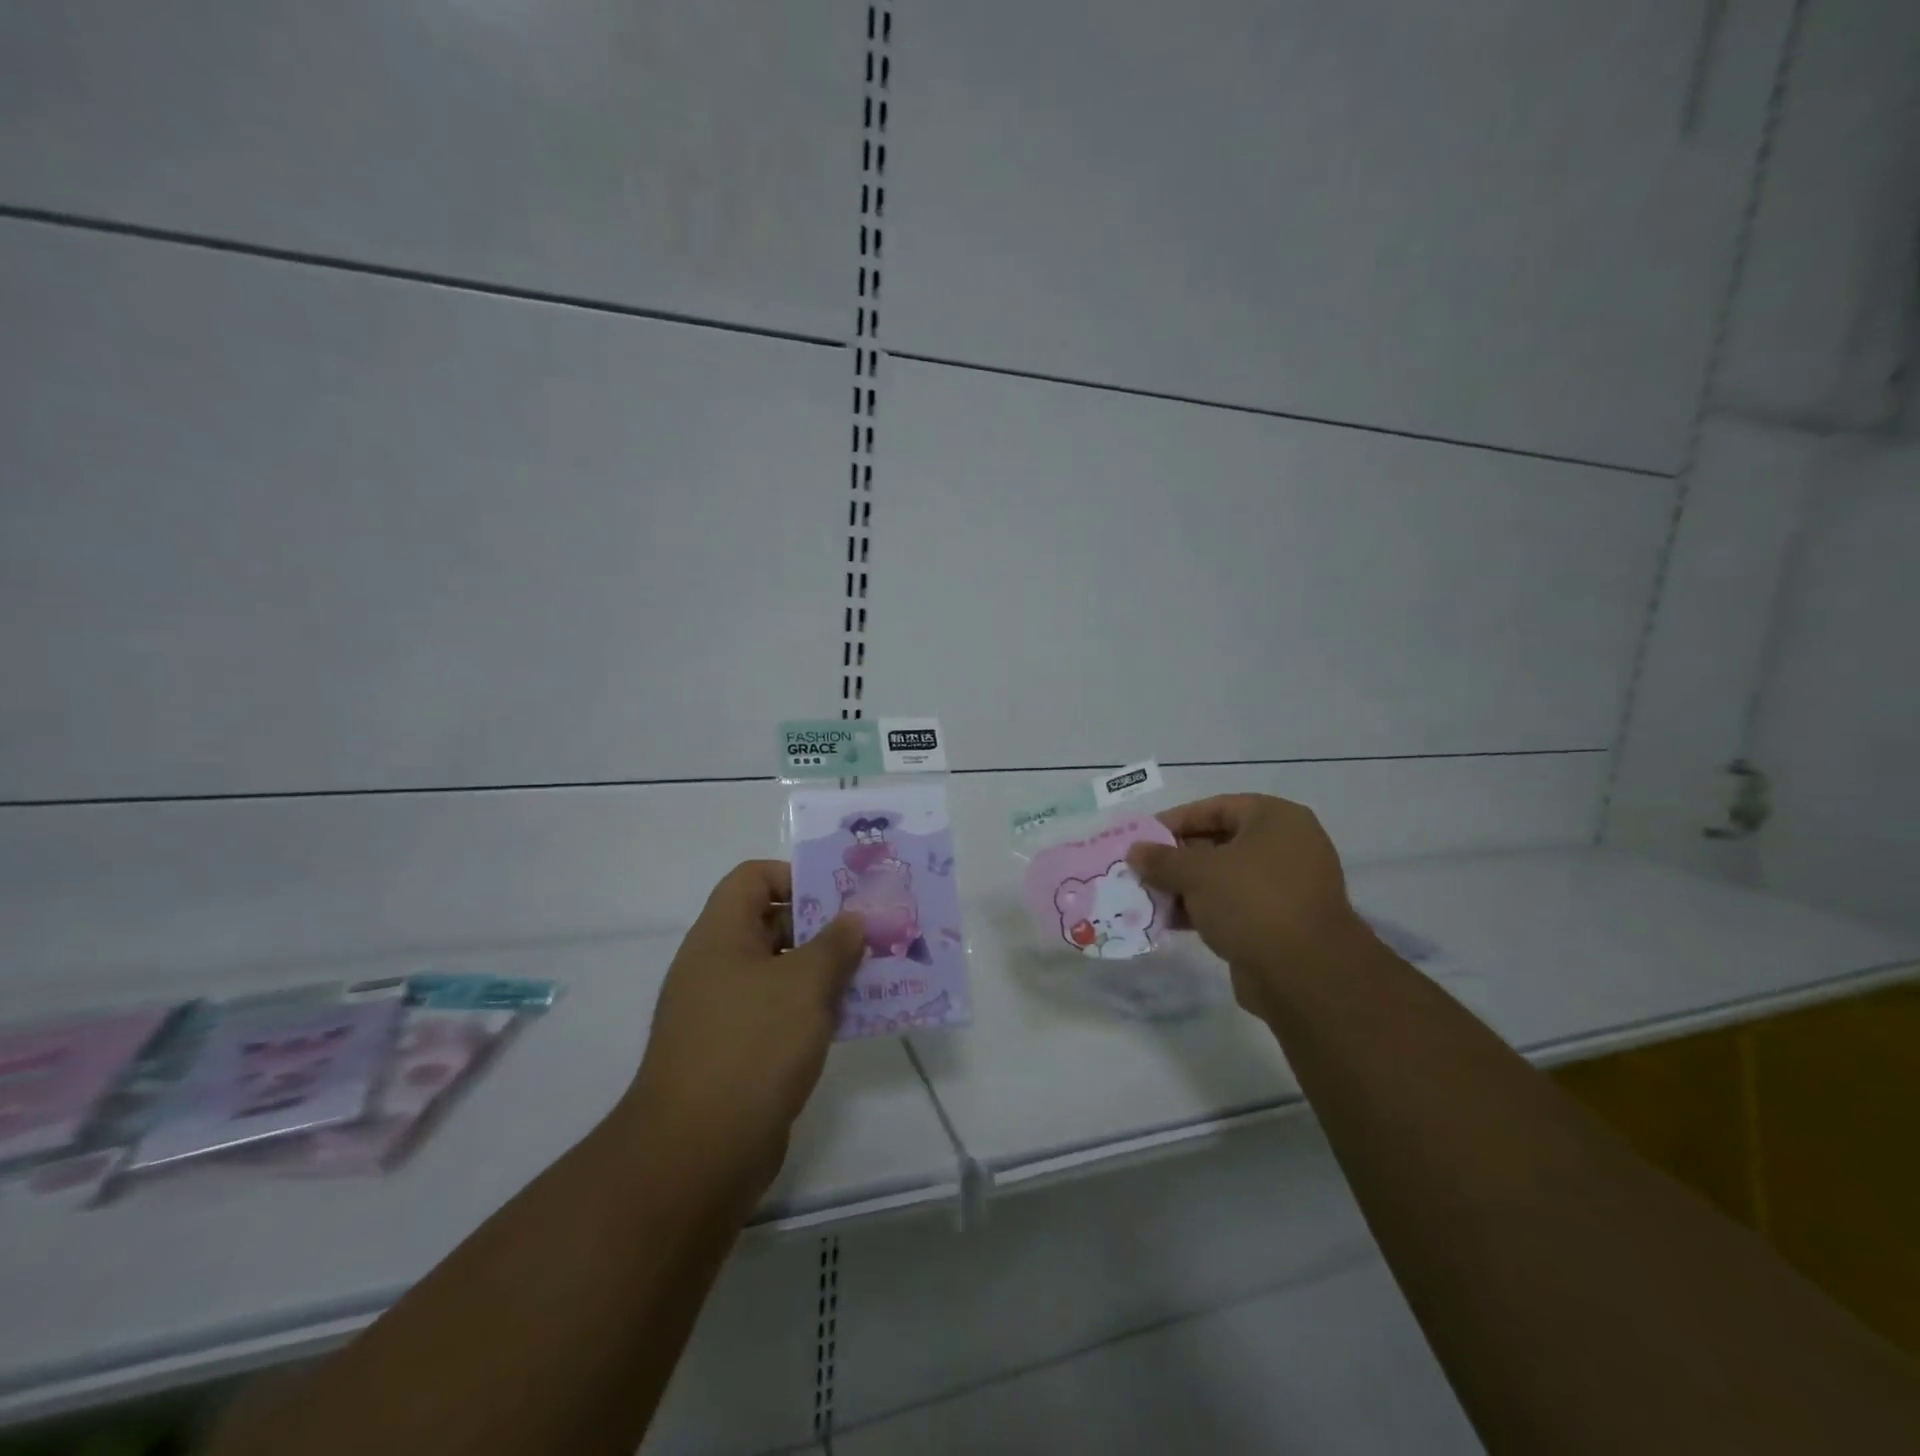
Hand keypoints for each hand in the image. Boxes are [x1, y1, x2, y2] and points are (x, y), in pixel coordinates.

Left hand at [619, 861, 864, 1199]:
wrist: (697, 1154)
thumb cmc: (752, 1046)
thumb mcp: (805, 984)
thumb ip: (835, 944)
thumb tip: (853, 920)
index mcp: (720, 936)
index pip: (753, 878)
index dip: (795, 876)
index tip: (840, 898)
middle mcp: (717, 966)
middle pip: (771, 924)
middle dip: (823, 926)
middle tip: (871, 934)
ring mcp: (724, 1013)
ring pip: (781, 973)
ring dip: (825, 971)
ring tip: (874, 974)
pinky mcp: (737, 1053)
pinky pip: (780, 1014)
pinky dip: (813, 1010)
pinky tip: (853, 1019)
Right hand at [1127, 794, 1364, 1019]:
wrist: (1305, 974)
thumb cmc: (1251, 901)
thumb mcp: (1197, 873)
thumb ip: (1162, 859)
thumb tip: (1134, 851)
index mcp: (1276, 819)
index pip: (1216, 807)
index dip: (1176, 820)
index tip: (1142, 837)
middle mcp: (1286, 846)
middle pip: (1220, 842)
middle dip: (1177, 857)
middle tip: (1141, 868)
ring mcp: (1286, 886)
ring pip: (1224, 877)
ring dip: (1186, 886)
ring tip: (1148, 895)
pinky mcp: (1280, 922)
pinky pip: (1234, 905)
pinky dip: (1204, 909)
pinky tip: (1170, 920)